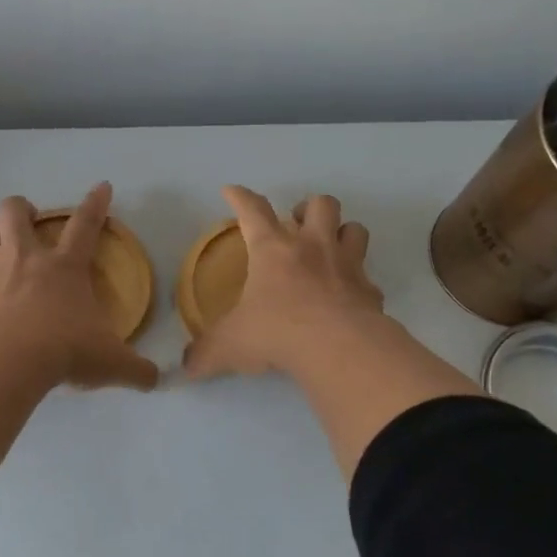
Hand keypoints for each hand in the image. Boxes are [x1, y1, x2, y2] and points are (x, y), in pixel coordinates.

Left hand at [0, 184, 159, 391]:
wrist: (7, 360)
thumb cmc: (65, 351)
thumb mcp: (111, 362)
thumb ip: (136, 369)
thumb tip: (156, 380)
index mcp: (65, 267)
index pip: (85, 225)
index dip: (95, 204)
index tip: (101, 186)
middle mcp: (24, 257)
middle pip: (15, 210)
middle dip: (21, 208)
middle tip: (26, 221)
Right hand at [184, 186, 385, 379]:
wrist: (338, 348)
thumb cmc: (276, 332)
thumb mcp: (229, 345)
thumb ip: (205, 353)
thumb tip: (187, 366)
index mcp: (273, 250)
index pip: (253, 211)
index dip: (241, 197)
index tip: (232, 191)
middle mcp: (313, 247)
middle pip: (320, 204)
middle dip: (308, 208)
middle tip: (297, 225)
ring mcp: (347, 266)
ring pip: (354, 228)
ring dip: (342, 233)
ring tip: (330, 248)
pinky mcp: (370, 292)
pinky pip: (368, 279)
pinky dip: (359, 284)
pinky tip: (348, 298)